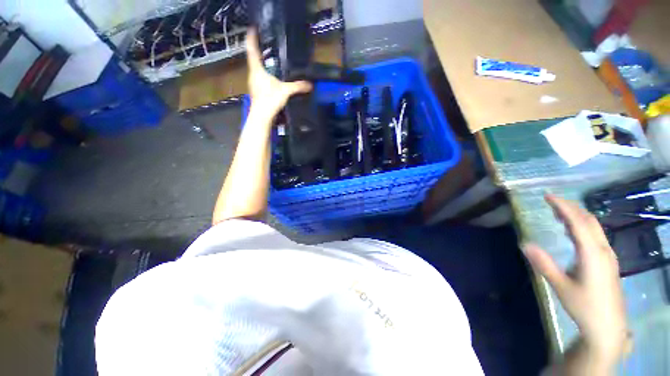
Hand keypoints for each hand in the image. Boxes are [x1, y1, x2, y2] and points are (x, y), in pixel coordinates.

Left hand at [245, 28, 311, 120]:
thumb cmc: (270, 100)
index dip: (252, 37)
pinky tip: (271, 79)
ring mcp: (253, 83)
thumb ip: (298, 86)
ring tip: (269, 60)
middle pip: (254, 59)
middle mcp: (253, 74)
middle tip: (266, 44)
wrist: (262, 116)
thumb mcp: (286, 91)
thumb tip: (310, 84)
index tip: (253, 29)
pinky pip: (259, 79)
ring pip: (256, 70)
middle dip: (259, 51)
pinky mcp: (256, 91)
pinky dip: (264, 76)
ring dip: (262, 64)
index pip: (252, 49)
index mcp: (257, 69)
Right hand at [523, 195, 627, 365]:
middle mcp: (603, 250)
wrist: (608, 327)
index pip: (578, 222)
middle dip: (570, 207)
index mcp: (592, 254)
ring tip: (557, 212)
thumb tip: (524, 243)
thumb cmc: (584, 306)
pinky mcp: (608, 261)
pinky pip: (596, 236)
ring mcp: (608, 255)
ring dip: (577, 215)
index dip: (563, 207)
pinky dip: (582, 226)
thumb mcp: (561, 287)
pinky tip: (572, 231)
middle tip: (550, 201)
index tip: (547, 196)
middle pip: (589, 220)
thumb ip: (544, 264)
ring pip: (594, 227)